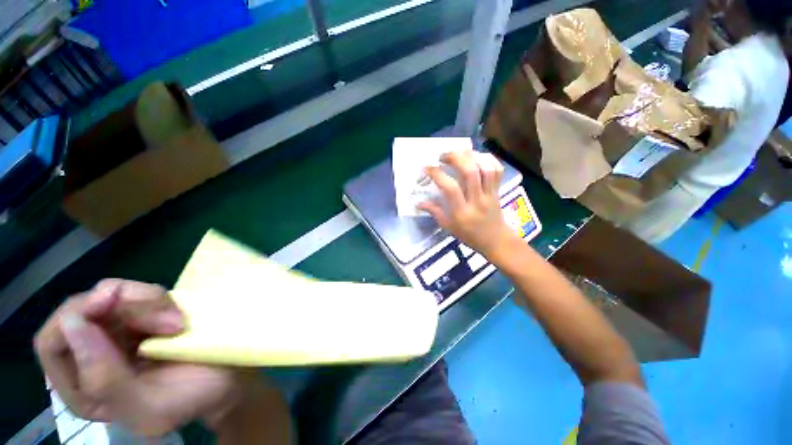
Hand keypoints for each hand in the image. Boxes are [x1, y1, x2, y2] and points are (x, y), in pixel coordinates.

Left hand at [34, 279, 247, 435]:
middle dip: (125, 309)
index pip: (52, 344)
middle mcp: (90, 355)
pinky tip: (178, 314)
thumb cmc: (190, 397)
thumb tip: (72, 324)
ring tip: (180, 323)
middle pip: (82, 311)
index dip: (73, 320)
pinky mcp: (138, 315)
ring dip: (147, 302)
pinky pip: (135, 292)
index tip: (109, 304)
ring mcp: (115, 331)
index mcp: (82, 388)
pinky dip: (157, 296)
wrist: (225, 377)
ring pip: (110, 296)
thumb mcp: (150, 406)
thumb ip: (105, 381)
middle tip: (171, 322)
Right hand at [417, 150, 517, 257]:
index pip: (450, 188)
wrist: (495, 240)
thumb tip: (418, 203)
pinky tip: (477, 156)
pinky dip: (488, 159)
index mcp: (462, 212)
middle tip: (443, 156)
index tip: (427, 168)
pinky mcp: (498, 190)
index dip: (437, 174)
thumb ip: (434, 212)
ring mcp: (490, 194)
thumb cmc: (469, 235)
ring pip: (485, 169)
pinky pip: (497, 170)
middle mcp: (477, 201)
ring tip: (460, 153)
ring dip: (472, 156)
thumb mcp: (448, 227)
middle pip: (470, 172)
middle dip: (455, 158)